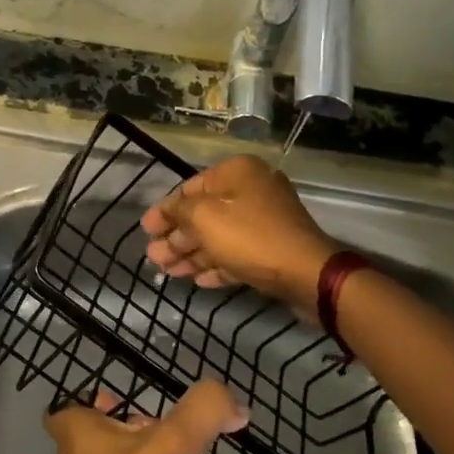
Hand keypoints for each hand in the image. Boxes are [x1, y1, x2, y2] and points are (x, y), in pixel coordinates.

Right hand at [141, 155, 336, 312]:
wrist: (308, 275)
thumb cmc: (251, 238)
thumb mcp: (205, 219)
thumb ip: (179, 211)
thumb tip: (167, 210)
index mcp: (238, 173)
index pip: (191, 188)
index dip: (165, 210)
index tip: (145, 229)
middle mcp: (253, 191)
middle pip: (205, 214)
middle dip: (177, 237)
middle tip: (153, 256)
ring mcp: (266, 222)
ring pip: (220, 236)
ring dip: (192, 254)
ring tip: (166, 272)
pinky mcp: (274, 250)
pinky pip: (238, 253)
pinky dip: (217, 264)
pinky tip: (197, 280)